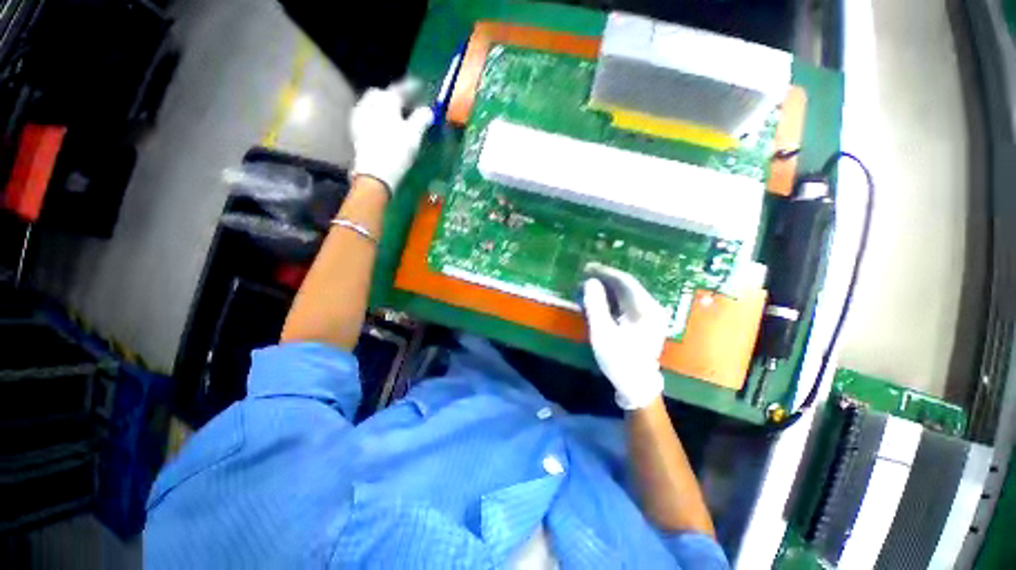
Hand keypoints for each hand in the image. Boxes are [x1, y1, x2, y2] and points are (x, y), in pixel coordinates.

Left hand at [350, 79, 433, 193]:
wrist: (375, 173)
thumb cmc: (397, 151)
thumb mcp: (414, 135)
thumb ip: (422, 119)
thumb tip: (429, 111)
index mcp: (385, 101)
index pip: (399, 89)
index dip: (411, 88)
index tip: (419, 87)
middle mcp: (369, 104)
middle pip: (381, 94)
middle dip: (393, 96)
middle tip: (405, 105)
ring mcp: (360, 116)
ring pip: (372, 104)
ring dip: (383, 107)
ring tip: (394, 117)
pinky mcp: (355, 131)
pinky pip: (366, 116)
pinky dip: (376, 117)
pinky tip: (382, 127)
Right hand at [582, 263, 668, 409]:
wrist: (636, 386)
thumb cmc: (619, 360)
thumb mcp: (603, 333)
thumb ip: (596, 305)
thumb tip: (590, 281)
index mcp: (646, 309)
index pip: (625, 281)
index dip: (605, 272)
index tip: (587, 267)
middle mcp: (652, 308)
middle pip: (627, 286)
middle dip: (605, 279)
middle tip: (584, 275)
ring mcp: (650, 315)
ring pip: (626, 294)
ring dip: (607, 288)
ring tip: (588, 286)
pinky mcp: (644, 322)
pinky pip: (626, 303)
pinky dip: (611, 299)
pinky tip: (599, 299)